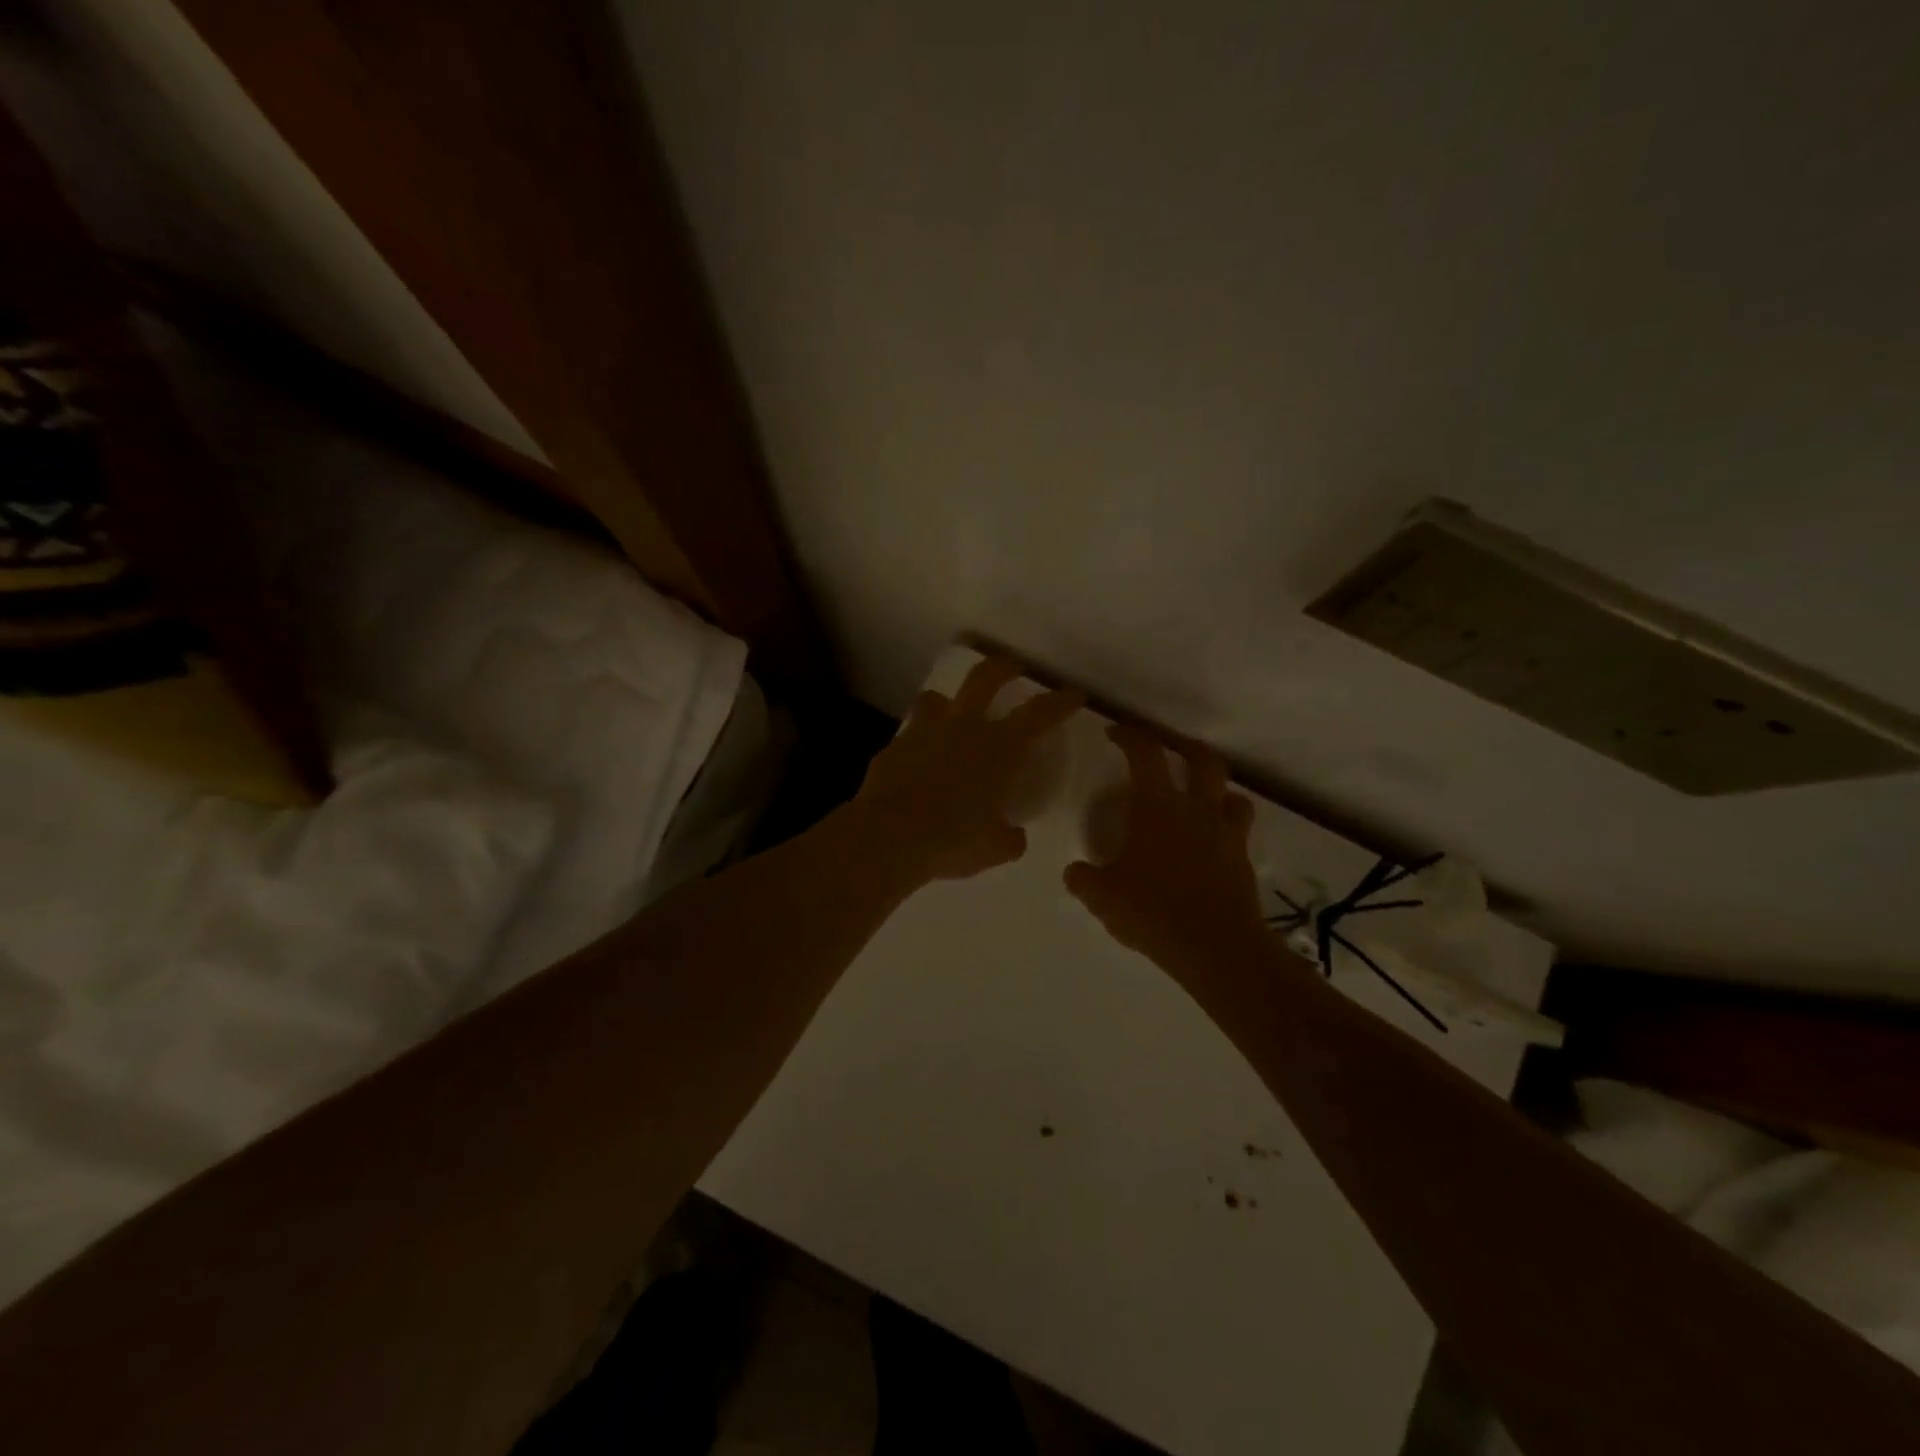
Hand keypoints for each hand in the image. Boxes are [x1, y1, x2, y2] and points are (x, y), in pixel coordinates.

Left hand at [851, 656, 1082, 881]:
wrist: (889, 837)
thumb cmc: (952, 841)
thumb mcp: (994, 848)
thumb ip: (1009, 838)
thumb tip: (1013, 836)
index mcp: (1000, 748)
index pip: (1039, 714)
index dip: (1060, 701)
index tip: (1074, 695)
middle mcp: (964, 728)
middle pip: (985, 677)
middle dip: (1003, 667)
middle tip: (1011, 667)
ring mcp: (924, 732)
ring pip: (937, 697)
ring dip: (948, 701)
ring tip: (951, 713)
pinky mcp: (893, 746)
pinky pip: (910, 733)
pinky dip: (918, 741)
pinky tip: (917, 760)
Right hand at [1063, 725, 1269, 979]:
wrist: (1215, 947)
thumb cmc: (1153, 910)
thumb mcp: (1103, 897)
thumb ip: (1084, 879)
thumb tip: (1075, 872)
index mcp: (1156, 805)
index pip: (1145, 752)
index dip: (1129, 736)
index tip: (1114, 733)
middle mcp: (1195, 808)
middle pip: (1200, 758)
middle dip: (1182, 747)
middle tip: (1166, 751)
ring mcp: (1225, 832)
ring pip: (1230, 791)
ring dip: (1214, 786)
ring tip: (1199, 795)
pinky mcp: (1243, 859)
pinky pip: (1239, 827)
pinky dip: (1226, 822)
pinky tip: (1212, 839)